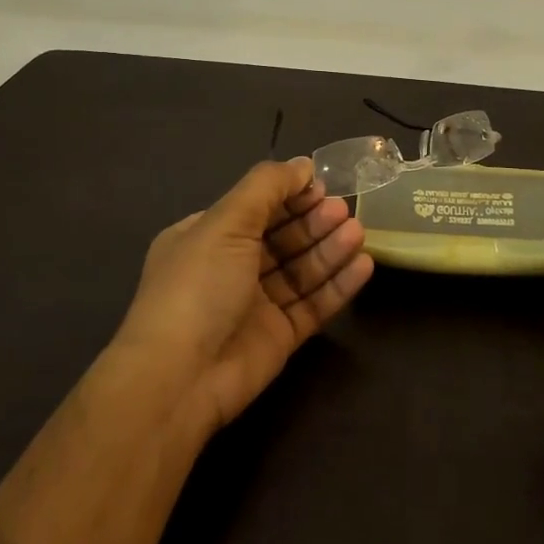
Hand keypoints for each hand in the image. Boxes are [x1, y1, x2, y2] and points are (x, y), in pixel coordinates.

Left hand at [108, 157, 374, 435]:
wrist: (179, 379)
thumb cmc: (198, 287)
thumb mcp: (225, 222)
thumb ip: (267, 186)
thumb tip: (303, 164)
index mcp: (207, 237)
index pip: (257, 207)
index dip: (290, 195)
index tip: (322, 186)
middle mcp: (231, 267)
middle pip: (283, 237)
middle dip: (314, 221)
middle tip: (345, 211)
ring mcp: (256, 304)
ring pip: (302, 269)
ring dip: (330, 249)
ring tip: (358, 234)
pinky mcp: (280, 336)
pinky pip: (314, 304)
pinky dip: (338, 285)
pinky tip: (364, 266)